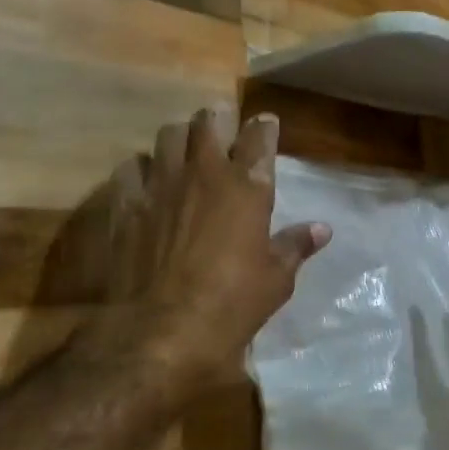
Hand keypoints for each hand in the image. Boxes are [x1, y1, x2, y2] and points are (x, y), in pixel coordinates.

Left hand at [98, 105, 329, 387]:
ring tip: (184, 152)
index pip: (259, 138)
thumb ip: (296, 246)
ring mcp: (161, 184)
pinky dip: (141, 170)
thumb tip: (322, 229)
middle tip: (222, 127)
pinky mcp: (126, 204)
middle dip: (218, 119)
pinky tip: (146, 184)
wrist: (161, 331)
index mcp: (247, 187)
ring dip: (180, 139)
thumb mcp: (275, 280)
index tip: (266, 123)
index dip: (264, 127)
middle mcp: (204, 173)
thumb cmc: (231, 305)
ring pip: (169, 135)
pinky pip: (131, 168)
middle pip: (209, 122)